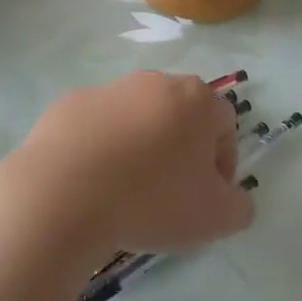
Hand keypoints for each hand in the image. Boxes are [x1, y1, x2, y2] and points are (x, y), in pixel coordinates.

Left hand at [0, 72, 251, 256]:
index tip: (208, 197)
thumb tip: (234, 198)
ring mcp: (108, 89)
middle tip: (170, 193)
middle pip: (180, 115)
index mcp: (196, 99)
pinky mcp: (68, 104)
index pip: (225, 124)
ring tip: (126, 191)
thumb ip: (239, 206)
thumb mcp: (215, 218)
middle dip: (181, 150)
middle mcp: (155, 82)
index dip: (223, 163)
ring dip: (140, 147)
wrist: (62, 195)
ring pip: (136, 118)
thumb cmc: (151, 200)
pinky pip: (96, 127)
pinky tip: (91, 183)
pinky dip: (100, 148)